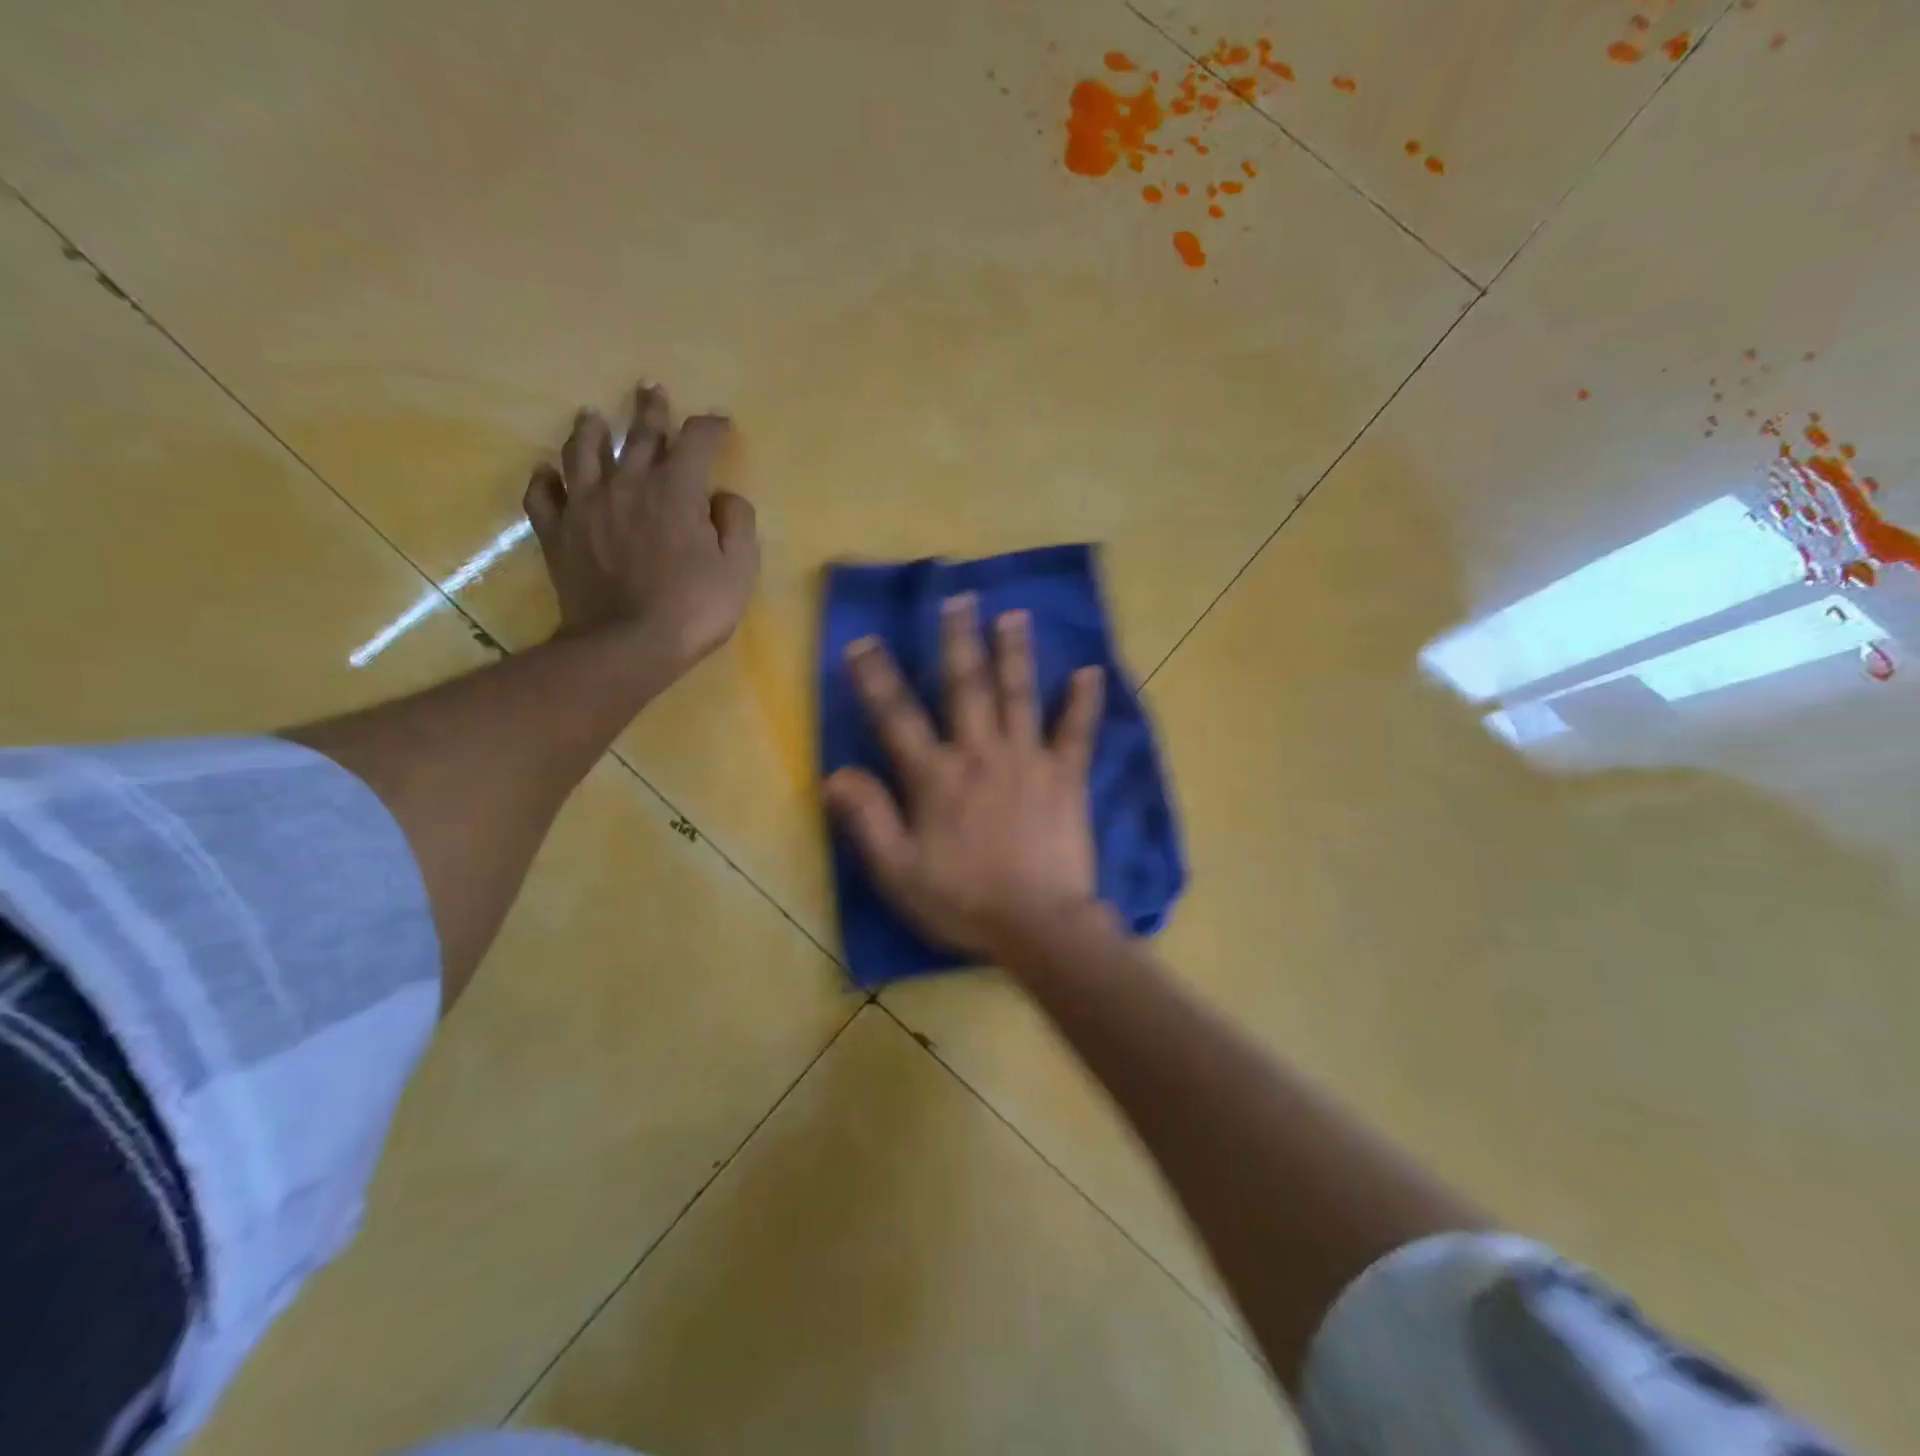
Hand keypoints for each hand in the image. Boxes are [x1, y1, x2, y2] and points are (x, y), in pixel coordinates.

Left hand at [524, 384, 758, 671]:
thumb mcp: (739, 569)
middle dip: (650, 410)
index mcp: (675, 490)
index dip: (709, 427)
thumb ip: (737, 524)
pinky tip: (547, 472)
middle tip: (649, 388)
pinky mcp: (557, 532)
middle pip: (639, 435)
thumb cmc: (693, 608)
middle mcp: (628, 484)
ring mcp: (586, 505)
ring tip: (592, 416)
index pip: (695, 441)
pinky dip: (545, 479)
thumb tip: (723, 497)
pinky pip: (542, 495)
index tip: (719, 423)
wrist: (626, 644)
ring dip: (591, 430)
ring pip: (583, 453)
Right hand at [823, 594, 1107, 962]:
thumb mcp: (899, 871)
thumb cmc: (963, 900)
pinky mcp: (1066, 777)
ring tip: (1014, 615)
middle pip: (966, 687)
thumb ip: (868, 819)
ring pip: (1018, 696)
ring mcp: (1027, 760)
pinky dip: (1083, 703)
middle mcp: (980, 754)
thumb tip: (836, 773)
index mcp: (936, 777)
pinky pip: (1076, 733)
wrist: (1038, 926)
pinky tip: (1091, 671)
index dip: (876, 678)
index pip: (897, 718)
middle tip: (959, 598)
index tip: (862, 641)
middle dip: (959, 640)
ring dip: (1015, 653)